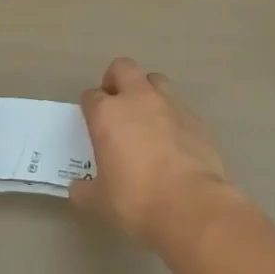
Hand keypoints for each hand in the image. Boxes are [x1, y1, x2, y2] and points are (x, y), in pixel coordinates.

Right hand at [71, 58, 240, 251]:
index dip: (90, 108)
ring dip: (147, 92)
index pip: (91, 96)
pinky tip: (173, 141)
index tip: (92, 124)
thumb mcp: (100, 202)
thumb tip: (78, 187)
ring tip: (146, 119)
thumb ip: (85, 190)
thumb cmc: (137, 201)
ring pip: (155, 80)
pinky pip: (179, 107)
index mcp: (108, 114)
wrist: (191, 205)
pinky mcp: (196, 118)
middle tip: (115, 105)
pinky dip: (172, 117)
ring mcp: (170, 104)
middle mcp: (138, 99)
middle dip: (116, 80)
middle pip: (123, 68)